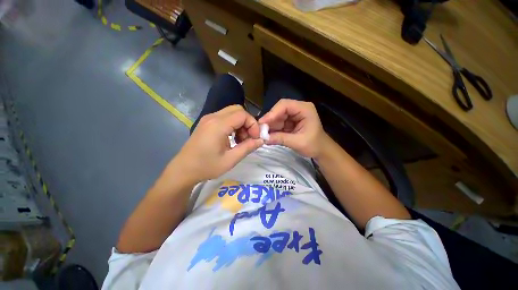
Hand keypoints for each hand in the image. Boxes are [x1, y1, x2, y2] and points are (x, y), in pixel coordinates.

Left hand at [169, 105, 262, 184]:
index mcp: (218, 125)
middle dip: (248, 122)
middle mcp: (213, 117)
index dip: (253, 125)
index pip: (243, 115)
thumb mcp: (231, 160)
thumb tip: (261, 140)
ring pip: (232, 112)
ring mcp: (208, 119)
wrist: (183, 170)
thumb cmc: (206, 167)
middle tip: (249, 138)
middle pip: (238, 110)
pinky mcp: (207, 123)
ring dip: (241, 124)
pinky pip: (225, 117)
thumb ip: (248, 148)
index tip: (255, 138)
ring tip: (240, 140)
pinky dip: (233, 125)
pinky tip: (232, 138)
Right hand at [258, 99, 327, 157]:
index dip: (272, 113)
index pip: (285, 105)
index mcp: (304, 109)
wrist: (321, 150)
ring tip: (263, 134)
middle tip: (260, 130)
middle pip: (279, 110)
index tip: (262, 123)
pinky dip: (273, 129)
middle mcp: (298, 109)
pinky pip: (278, 123)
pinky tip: (268, 135)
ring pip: (277, 117)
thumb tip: (264, 138)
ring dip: (270, 126)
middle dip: (270, 121)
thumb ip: (281, 139)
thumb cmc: (314, 145)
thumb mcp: (298, 142)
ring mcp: (293, 115)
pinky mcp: (290, 122)